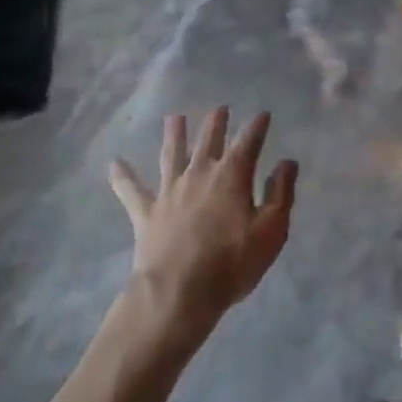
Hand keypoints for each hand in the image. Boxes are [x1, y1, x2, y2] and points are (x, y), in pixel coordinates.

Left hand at [108, 108, 297, 336]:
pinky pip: (131, 191)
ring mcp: (170, 190)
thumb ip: (280, 193)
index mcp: (231, 175)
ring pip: (171, 154)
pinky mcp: (146, 212)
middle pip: (208, 140)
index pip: (248, 142)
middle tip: (219, 108)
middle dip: (216, 123)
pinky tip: (114, 163)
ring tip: (174, 118)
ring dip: (173, 134)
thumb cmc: (231, 263)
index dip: (257, 126)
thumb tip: (286, 162)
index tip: (262, 114)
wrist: (178, 293)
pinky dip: (122, 177)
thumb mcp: (271, 231)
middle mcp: (199, 173)